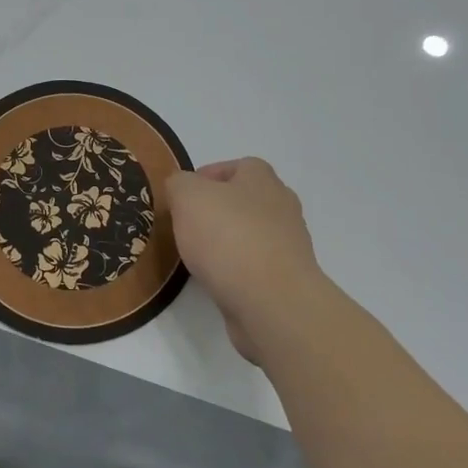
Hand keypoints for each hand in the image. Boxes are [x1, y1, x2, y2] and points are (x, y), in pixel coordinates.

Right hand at [165, 158, 323, 364]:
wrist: (272, 302)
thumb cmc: (228, 236)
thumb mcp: (187, 196)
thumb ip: (179, 184)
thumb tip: (181, 188)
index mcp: (262, 179)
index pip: (238, 166)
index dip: (208, 176)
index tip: (183, 196)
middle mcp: (281, 207)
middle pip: (245, 201)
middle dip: (217, 210)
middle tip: (187, 225)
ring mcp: (288, 245)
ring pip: (250, 234)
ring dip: (226, 242)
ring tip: (196, 256)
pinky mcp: (286, 280)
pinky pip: (254, 266)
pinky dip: (235, 270)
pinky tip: (215, 280)